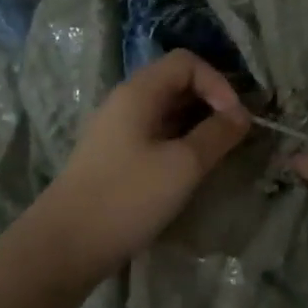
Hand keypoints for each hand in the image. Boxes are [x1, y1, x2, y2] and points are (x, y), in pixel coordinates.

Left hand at [30, 49, 250, 275]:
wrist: (66, 245)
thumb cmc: (127, 198)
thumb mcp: (183, 165)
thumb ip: (217, 135)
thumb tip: (241, 115)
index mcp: (138, 92)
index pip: (186, 62)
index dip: (217, 82)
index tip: (235, 119)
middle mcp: (125, 102)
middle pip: (176, 83)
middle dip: (211, 103)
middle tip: (233, 136)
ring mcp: (117, 130)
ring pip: (166, 111)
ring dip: (197, 125)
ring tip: (218, 154)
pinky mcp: (115, 156)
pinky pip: (155, 134)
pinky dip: (179, 142)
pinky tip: (190, 170)